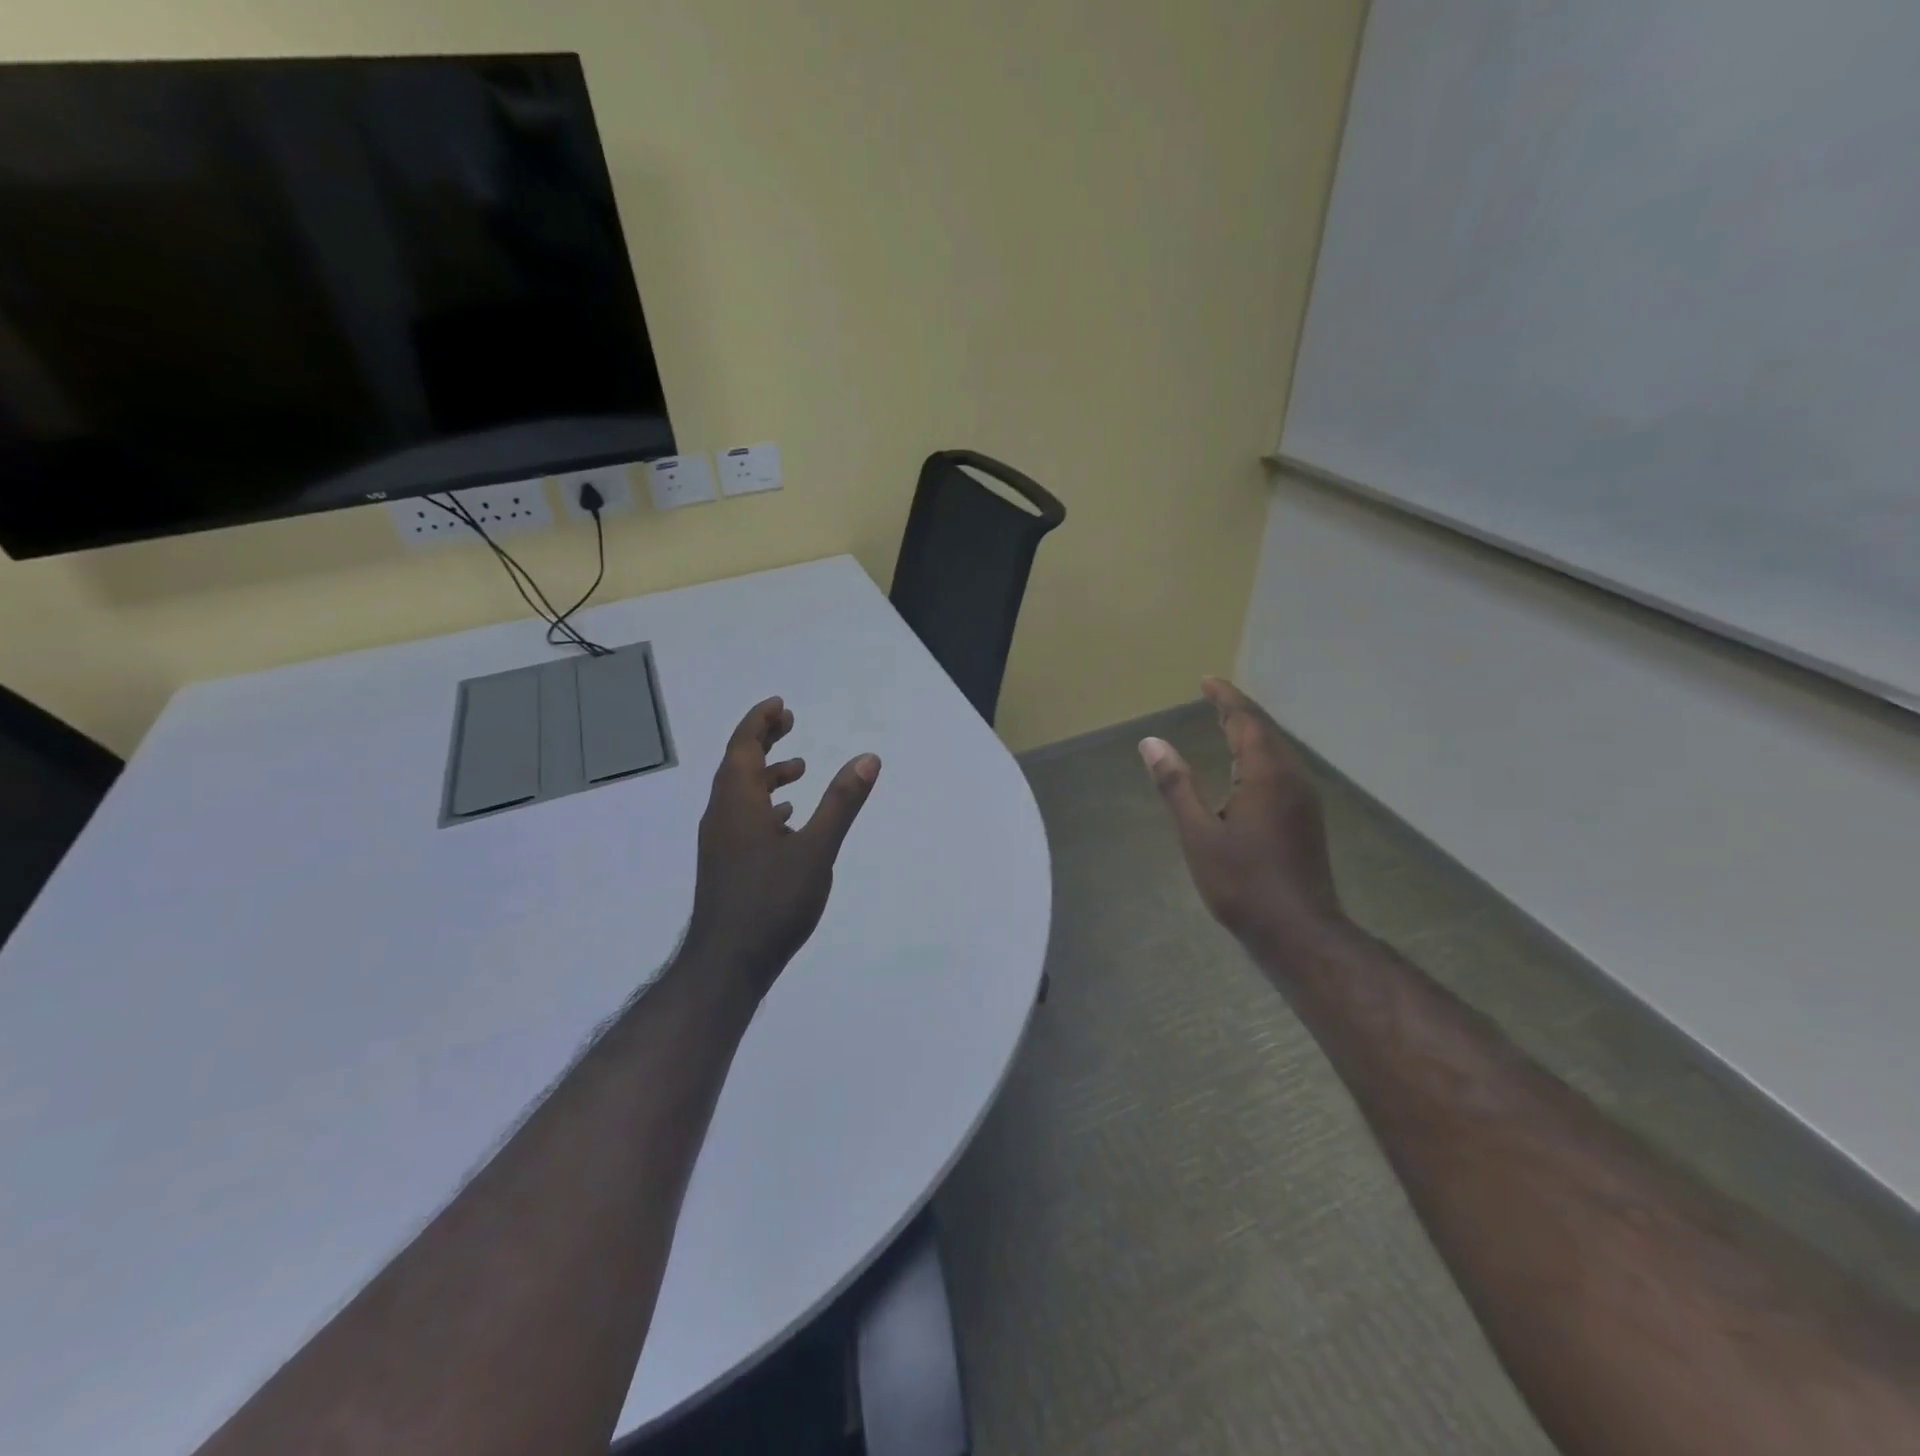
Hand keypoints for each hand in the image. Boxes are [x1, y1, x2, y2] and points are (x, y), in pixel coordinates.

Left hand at [683, 697, 880, 999]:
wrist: (728, 962)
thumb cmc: (773, 900)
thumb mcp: (817, 849)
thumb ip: (842, 802)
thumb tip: (868, 758)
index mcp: (738, 802)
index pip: (743, 746)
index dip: (760, 721)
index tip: (780, 705)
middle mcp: (722, 814)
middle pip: (738, 764)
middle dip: (763, 740)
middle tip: (790, 724)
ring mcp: (721, 841)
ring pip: (740, 793)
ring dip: (766, 774)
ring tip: (800, 770)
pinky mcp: (726, 863)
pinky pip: (742, 818)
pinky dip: (764, 805)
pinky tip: (786, 820)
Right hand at [1139, 677, 1342, 949]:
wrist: (1298, 930)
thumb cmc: (1241, 883)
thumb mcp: (1198, 834)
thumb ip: (1176, 785)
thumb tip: (1151, 742)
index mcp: (1265, 774)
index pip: (1245, 721)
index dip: (1225, 698)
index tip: (1206, 681)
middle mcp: (1291, 777)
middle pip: (1265, 731)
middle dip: (1238, 711)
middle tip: (1213, 697)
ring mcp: (1304, 798)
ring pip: (1277, 750)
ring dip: (1251, 732)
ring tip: (1225, 723)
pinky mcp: (1307, 817)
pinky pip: (1282, 768)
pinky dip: (1260, 754)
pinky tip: (1248, 768)